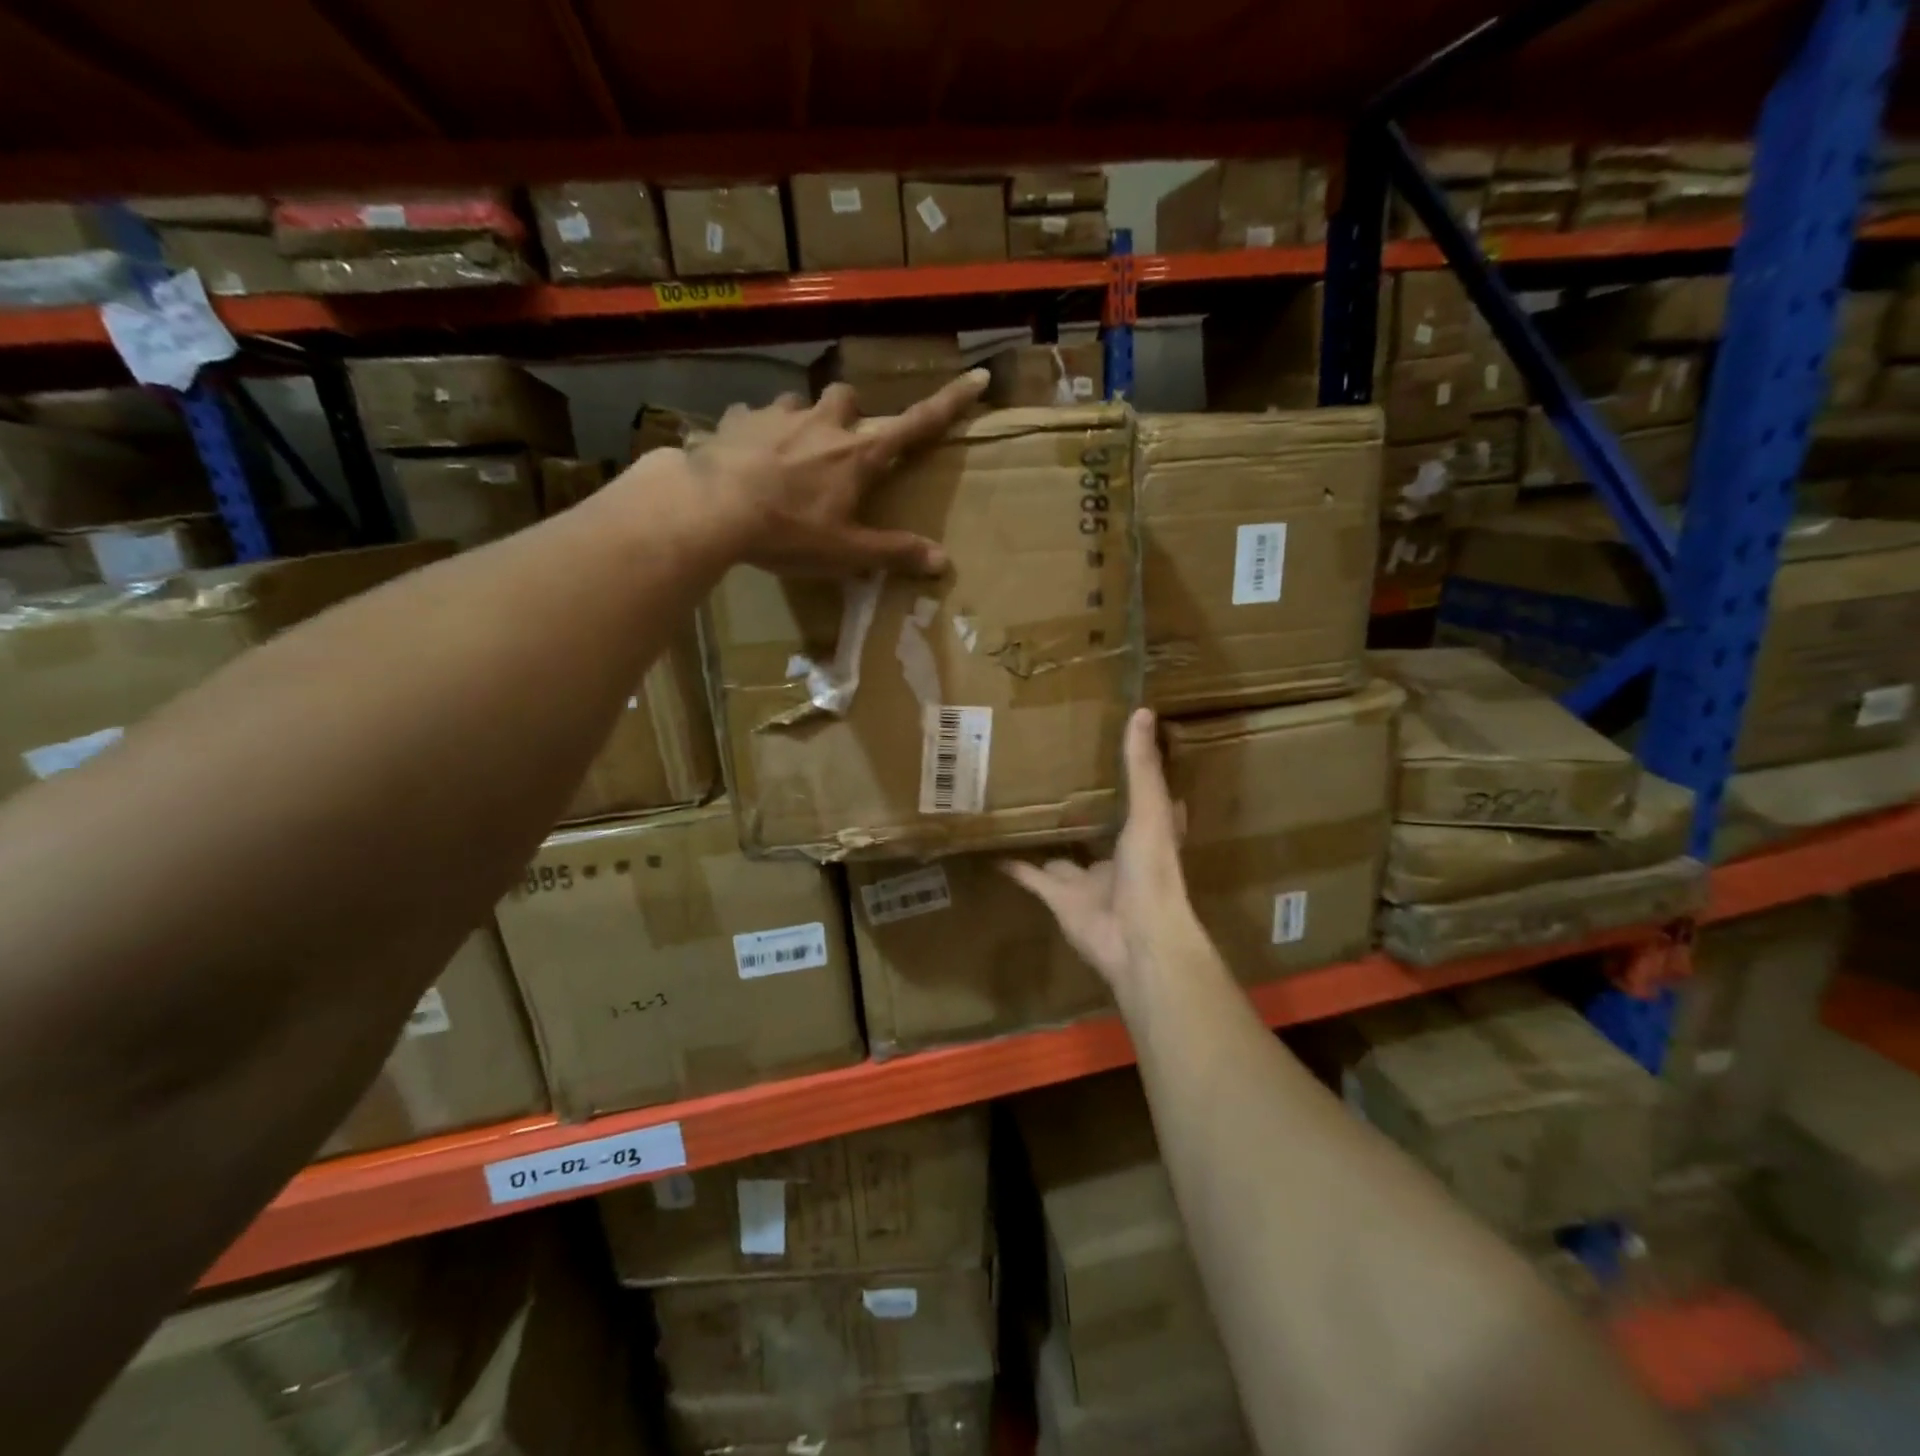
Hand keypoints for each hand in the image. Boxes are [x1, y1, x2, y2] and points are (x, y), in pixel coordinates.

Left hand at [689, 369, 988, 575]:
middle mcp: (824, 423)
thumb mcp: (846, 552)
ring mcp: (779, 415)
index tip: (979, 377)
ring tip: (788, 454)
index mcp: (858, 454)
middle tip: (840, 446)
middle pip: (850, 399)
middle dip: (850, 415)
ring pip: (800, 403)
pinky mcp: (739, 419)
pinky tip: (745, 456)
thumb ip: (894, 553)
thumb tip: (943, 562)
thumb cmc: (788, 531)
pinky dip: (755, 431)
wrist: (713, 508)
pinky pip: (752, 416)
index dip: (951, 402)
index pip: (917, 424)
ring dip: (802, 422)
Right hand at [1002, 708, 1193, 993]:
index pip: (1139, 796)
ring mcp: (1086, 880)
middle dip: (1078, 805)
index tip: (1110, 745)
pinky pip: (1031, 878)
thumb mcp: (1149, 811)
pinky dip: (1013, 865)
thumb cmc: (1152, 872)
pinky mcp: (1058, 900)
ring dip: (1045, 834)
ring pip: (1061, 853)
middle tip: (1051, 771)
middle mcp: (1116, 855)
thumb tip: (1142, 711)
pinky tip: (991, 845)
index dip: (1129, 774)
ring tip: (1017, 804)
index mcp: (1145, 833)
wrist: (1137, 940)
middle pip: (1095, 825)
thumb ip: (1142, 767)